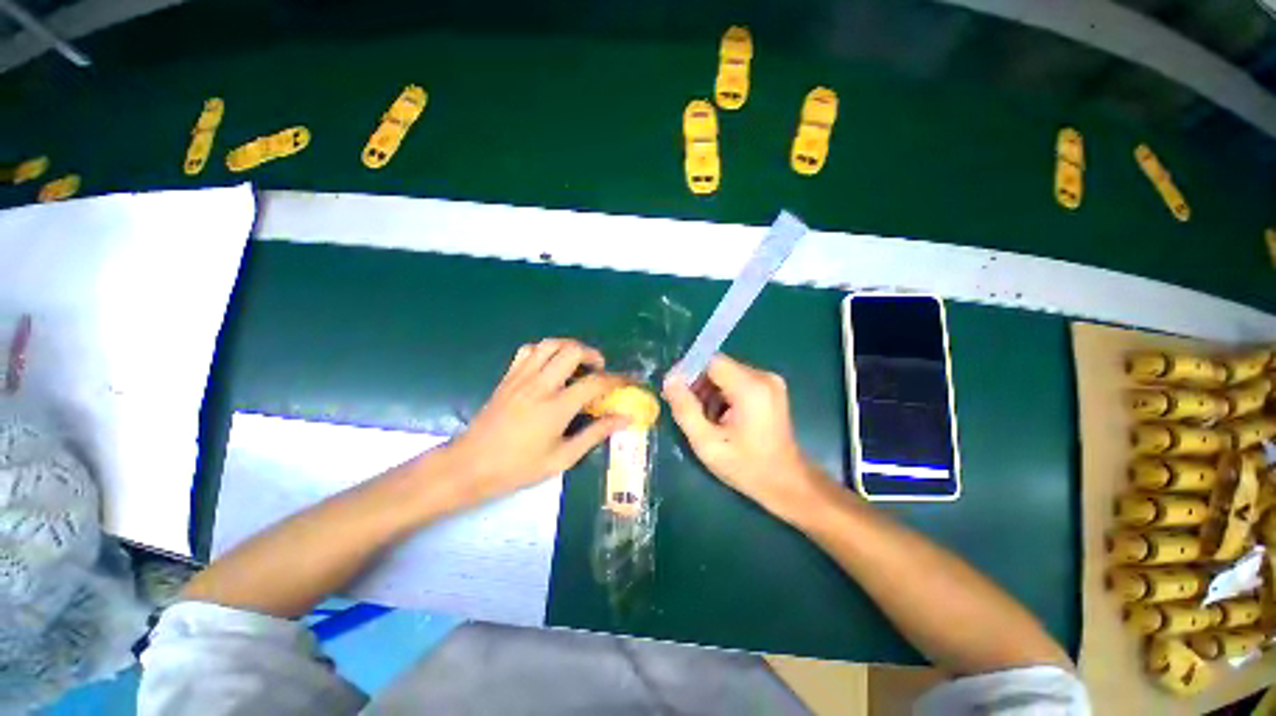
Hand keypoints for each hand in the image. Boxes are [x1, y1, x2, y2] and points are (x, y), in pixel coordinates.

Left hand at [444, 339, 628, 504]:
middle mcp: (539, 385)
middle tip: (599, 370)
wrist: (469, 465)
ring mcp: (521, 377)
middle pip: (572, 351)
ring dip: (570, 348)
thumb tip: (625, 419)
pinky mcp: (508, 377)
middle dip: (593, 355)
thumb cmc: (518, 467)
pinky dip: (546, 351)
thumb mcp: (562, 458)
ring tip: (578, 363)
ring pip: (550, 344)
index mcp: (556, 407)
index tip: (629, 381)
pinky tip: (550, 365)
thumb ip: (595, 434)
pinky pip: (529, 350)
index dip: (617, 379)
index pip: (595, 382)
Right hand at [663, 355, 825, 522]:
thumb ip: (685, 408)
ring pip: (725, 374)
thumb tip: (669, 379)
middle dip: (699, 385)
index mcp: (750, 387)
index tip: (676, 393)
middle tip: (689, 411)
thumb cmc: (746, 467)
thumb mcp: (707, 443)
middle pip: (718, 367)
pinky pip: (737, 381)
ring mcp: (770, 381)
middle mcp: (763, 376)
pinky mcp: (770, 388)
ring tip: (707, 419)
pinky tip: (722, 418)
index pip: (710, 361)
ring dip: (710, 392)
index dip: (689, 372)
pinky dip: (724, 395)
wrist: (786, 483)